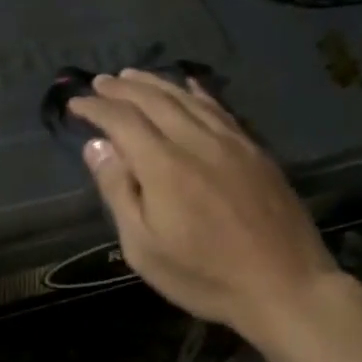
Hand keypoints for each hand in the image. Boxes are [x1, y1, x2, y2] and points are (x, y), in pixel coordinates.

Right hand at [66, 70, 347, 344]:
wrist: (285, 286)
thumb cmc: (205, 276)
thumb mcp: (144, 248)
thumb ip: (119, 191)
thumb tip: (96, 146)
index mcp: (164, 165)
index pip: (122, 120)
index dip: (96, 108)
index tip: (75, 104)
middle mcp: (196, 141)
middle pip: (153, 100)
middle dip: (122, 88)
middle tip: (100, 82)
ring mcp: (230, 141)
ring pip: (187, 98)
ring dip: (155, 83)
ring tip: (132, 76)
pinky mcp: (254, 150)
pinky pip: (219, 108)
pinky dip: (197, 92)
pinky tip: (189, 86)